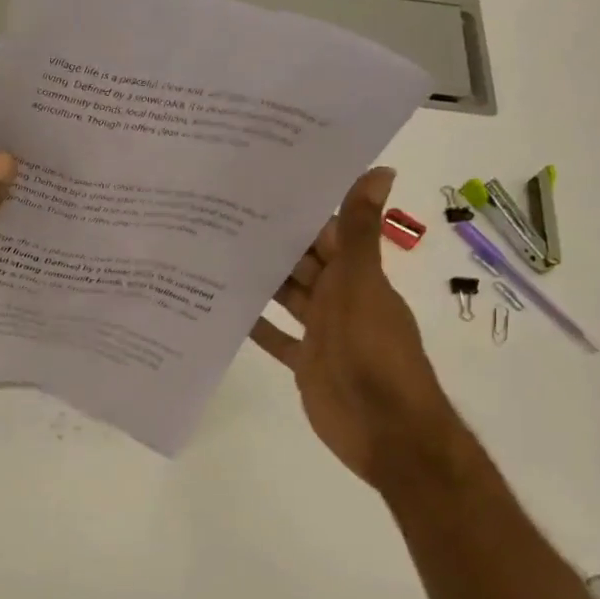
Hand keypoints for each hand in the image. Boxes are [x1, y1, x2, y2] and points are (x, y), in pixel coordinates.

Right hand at [251, 167, 462, 486]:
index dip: (300, 211)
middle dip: (272, 244)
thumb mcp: (363, 286)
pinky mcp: (305, 362)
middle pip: (302, 263)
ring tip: (215, 255)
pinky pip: (277, 338)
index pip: (326, 232)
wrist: (384, 428)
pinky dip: (256, 325)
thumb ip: (361, 233)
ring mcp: (321, 332)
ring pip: (287, 297)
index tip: (260, 186)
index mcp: (356, 275)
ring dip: (261, 281)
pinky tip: (225, 309)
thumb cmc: (374, 352)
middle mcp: (338, 298)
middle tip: (221, 217)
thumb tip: (379, 169)